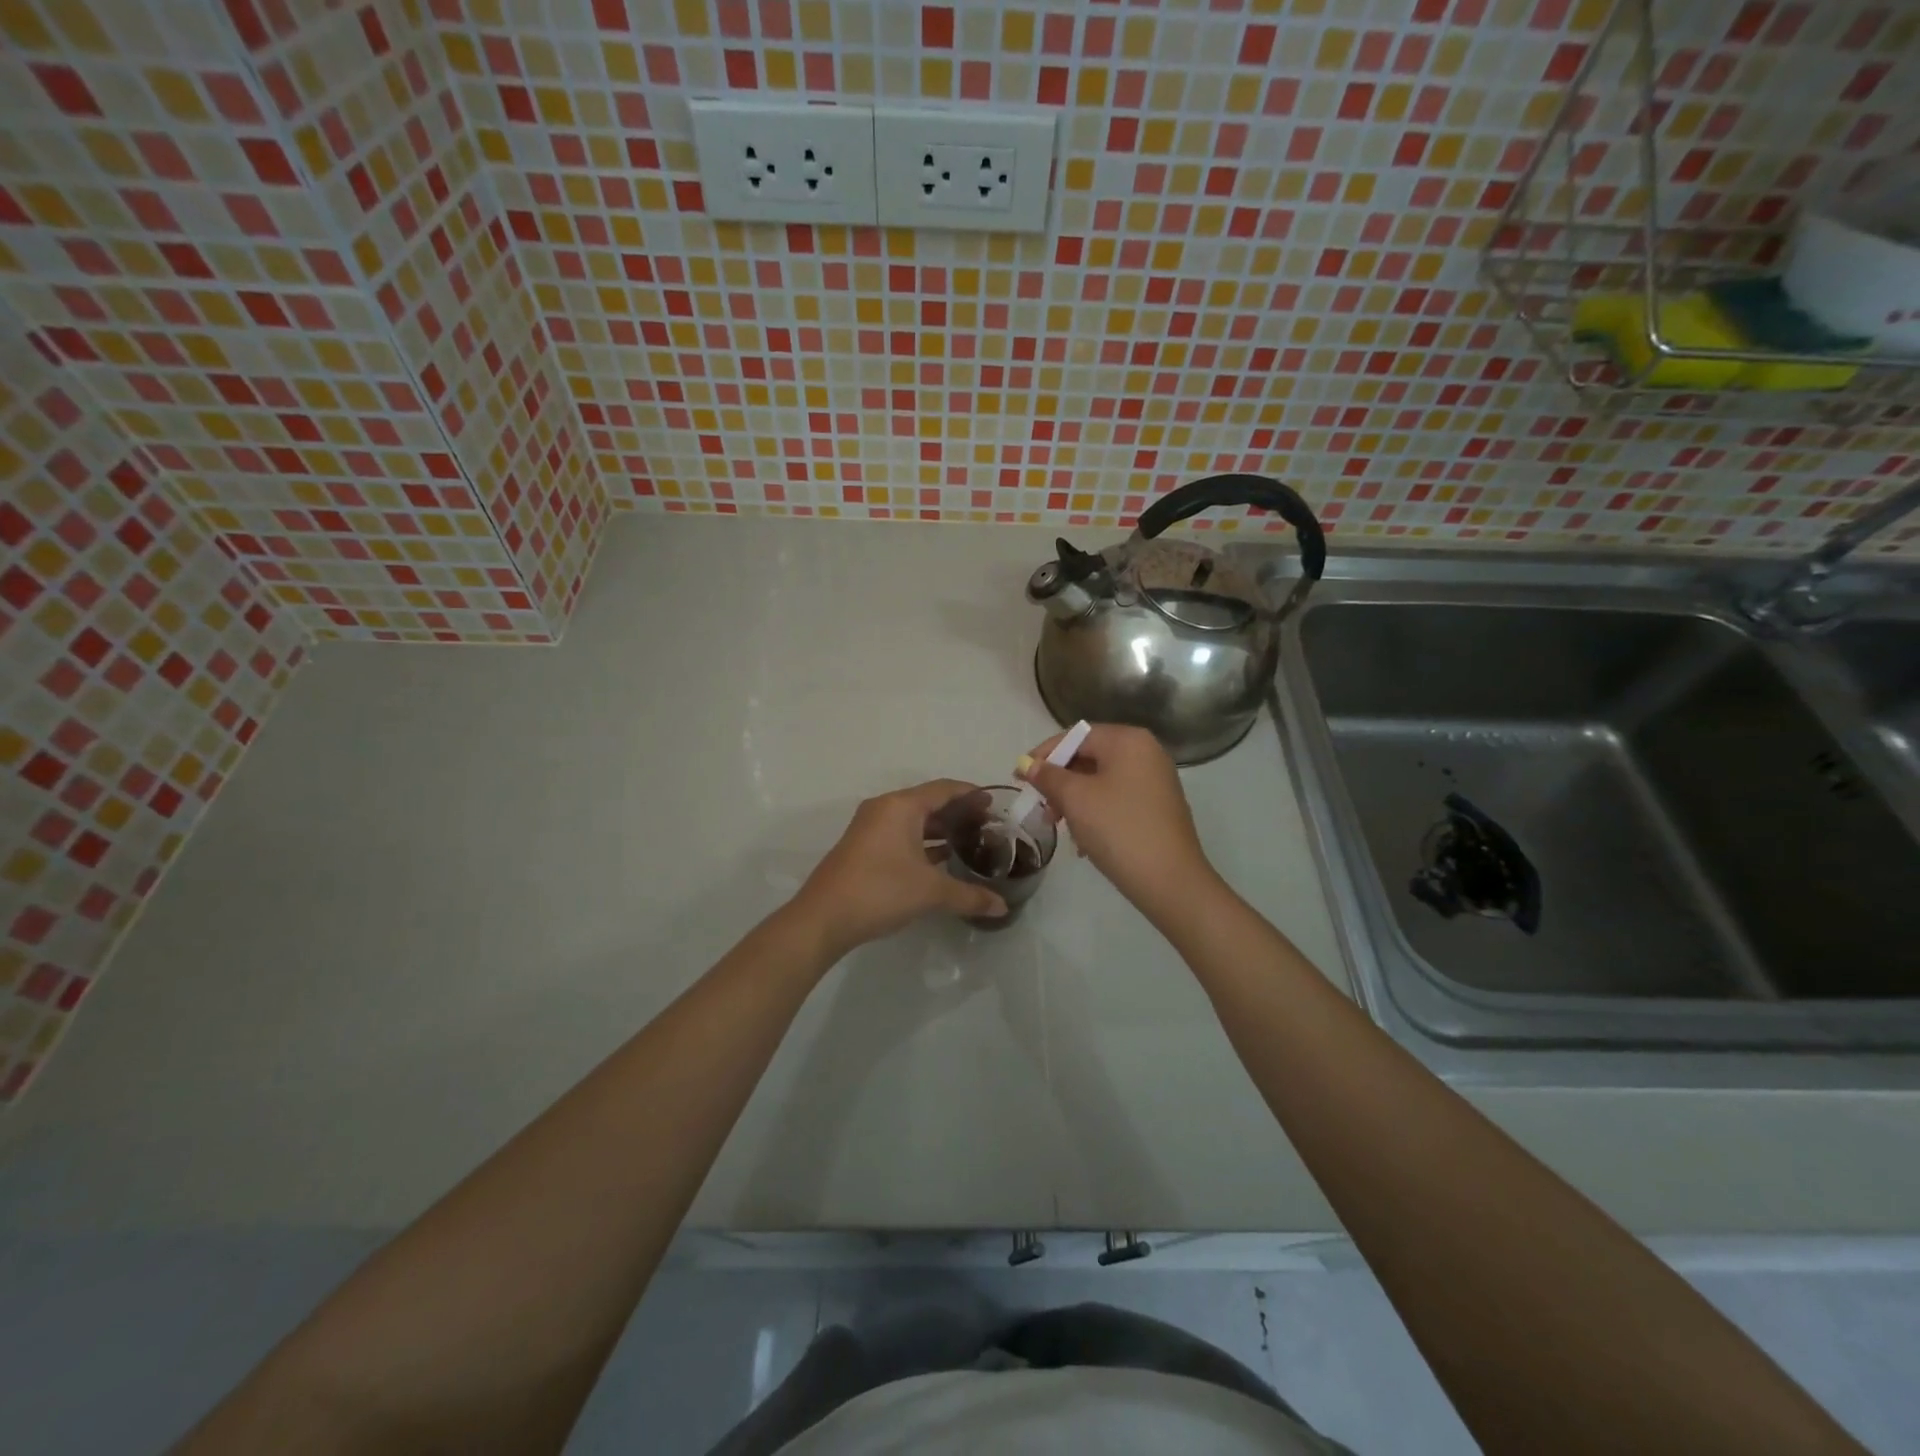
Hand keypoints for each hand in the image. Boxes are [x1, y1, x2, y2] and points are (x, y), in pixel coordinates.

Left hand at [794, 779, 1007, 954]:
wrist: (823, 918)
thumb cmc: (880, 891)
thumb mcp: (930, 892)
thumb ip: (969, 896)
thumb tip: (1002, 906)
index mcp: (901, 806)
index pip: (944, 789)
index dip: (972, 794)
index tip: (995, 804)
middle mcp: (885, 809)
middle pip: (929, 801)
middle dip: (958, 812)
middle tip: (988, 827)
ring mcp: (870, 828)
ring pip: (913, 820)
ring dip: (940, 829)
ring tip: (970, 843)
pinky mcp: (863, 847)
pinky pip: (901, 834)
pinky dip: (923, 842)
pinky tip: (941, 861)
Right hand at [1019, 724, 1217, 918]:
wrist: (1170, 880)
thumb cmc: (1118, 829)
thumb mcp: (1076, 799)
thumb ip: (1048, 776)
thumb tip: (1028, 764)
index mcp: (1128, 740)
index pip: (1076, 735)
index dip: (1044, 754)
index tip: (1019, 777)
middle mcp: (1146, 752)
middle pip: (1089, 756)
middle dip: (1059, 781)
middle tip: (1039, 807)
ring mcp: (1155, 780)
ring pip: (1101, 781)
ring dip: (1074, 800)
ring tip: (1059, 826)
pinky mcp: (1158, 807)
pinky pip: (1117, 799)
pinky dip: (1096, 812)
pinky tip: (1084, 840)